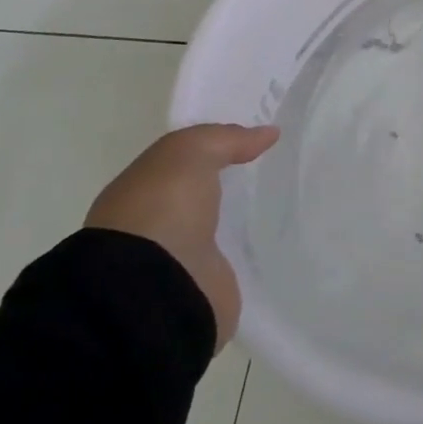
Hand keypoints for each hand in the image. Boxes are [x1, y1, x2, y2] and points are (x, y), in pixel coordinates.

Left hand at [84, 124, 277, 352]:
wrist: (154, 290)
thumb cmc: (161, 210)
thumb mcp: (189, 153)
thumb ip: (226, 139)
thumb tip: (268, 133)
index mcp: (139, 193)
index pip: (178, 166)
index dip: (212, 151)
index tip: (253, 142)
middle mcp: (154, 226)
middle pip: (199, 197)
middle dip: (227, 186)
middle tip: (274, 169)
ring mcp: (179, 261)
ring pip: (217, 230)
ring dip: (240, 221)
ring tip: (283, 204)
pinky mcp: (206, 289)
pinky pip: (234, 262)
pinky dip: (251, 254)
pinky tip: (277, 241)